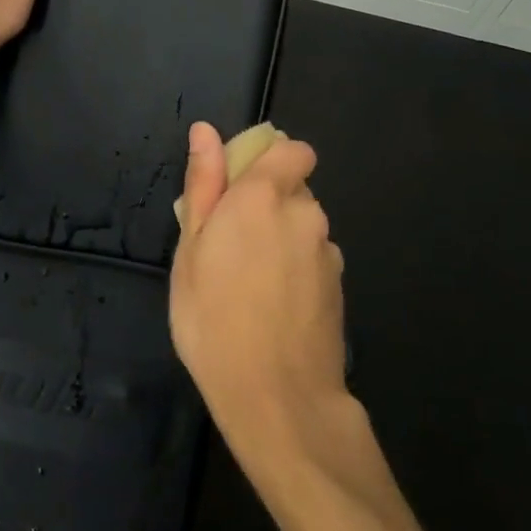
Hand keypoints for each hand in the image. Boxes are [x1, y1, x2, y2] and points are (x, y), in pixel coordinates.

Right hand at [170, 122, 351, 490]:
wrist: (278, 399)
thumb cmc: (214, 320)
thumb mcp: (191, 251)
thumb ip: (203, 184)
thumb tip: (205, 131)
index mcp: (264, 195)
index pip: (291, 149)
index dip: (270, 160)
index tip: (240, 189)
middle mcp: (305, 212)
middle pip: (293, 188)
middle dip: (267, 204)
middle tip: (230, 248)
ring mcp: (328, 250)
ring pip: (303, 226)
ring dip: (282, 239)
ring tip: (250, 285)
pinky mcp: (340, 284)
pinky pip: (314, 259)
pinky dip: (297, 270)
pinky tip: (276, 308)